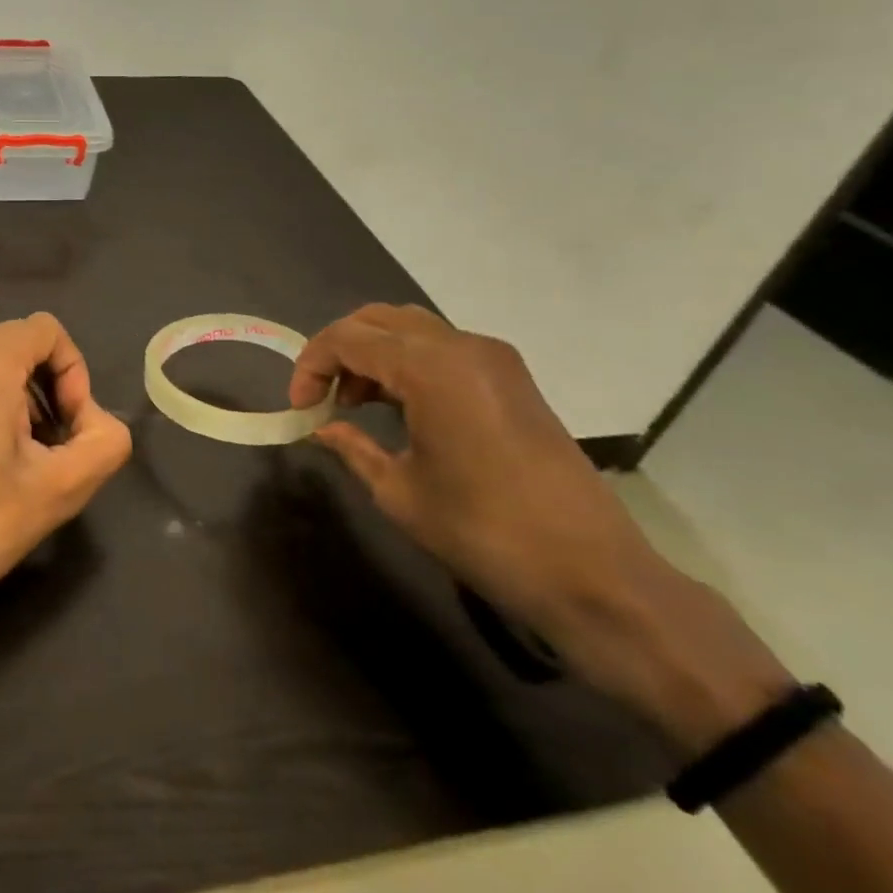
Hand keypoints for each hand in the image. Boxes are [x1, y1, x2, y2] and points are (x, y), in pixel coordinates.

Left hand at [0, 313, 131, 655]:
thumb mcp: (60, 488)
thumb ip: (104, 442)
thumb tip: (97, 422)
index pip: (49, 332)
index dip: (74, 373)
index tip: (70, 427)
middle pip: (20, 347)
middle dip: (48, 391)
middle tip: (51, 449)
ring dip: (18, 402)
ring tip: (17, 461)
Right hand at [291, 304, 790, 746]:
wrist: (593, 574)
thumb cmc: (484, 532)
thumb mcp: (399, 492)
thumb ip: (352, 448)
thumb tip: (322, 429)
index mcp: (430, 366)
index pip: (347, 338)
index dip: (311, 365)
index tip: (299, 407)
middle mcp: (462, 346)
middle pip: (378, 319)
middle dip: (338, 350)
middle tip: (321, 396)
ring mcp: (493, 359)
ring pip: (411, 328)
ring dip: (373, 353)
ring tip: (354, 402)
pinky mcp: (513, 378)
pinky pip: (443, 348)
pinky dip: (407, 362)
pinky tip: (398, 405)